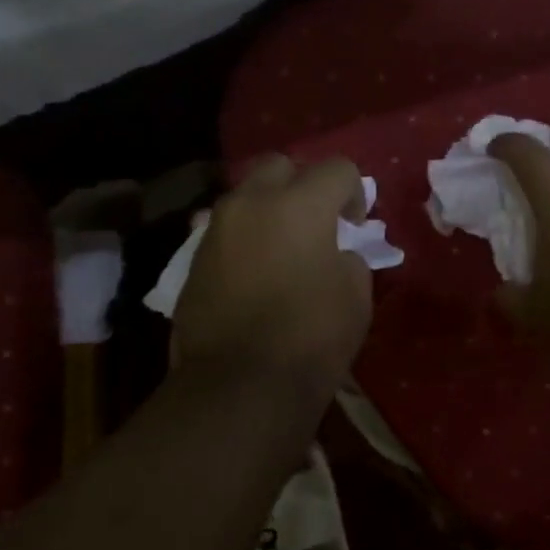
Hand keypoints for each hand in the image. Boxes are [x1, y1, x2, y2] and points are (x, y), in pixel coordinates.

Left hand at [174, 155, 372, 394]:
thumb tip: (334, 253)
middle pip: (281, 165)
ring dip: (269, 209)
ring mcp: (216, 229)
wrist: (239, 384)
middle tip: (317, 222)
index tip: (356, 227)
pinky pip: (226, 230)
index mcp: (299, 204)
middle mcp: (251, 203)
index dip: (355, 193)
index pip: (337, 169)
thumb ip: (349, 257)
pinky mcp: (193, 258)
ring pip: (246, 195)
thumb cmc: (310, 337)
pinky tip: (255, 271)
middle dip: (304, 184)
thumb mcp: (355, 295)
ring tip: (283, 247)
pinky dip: (245, 237)